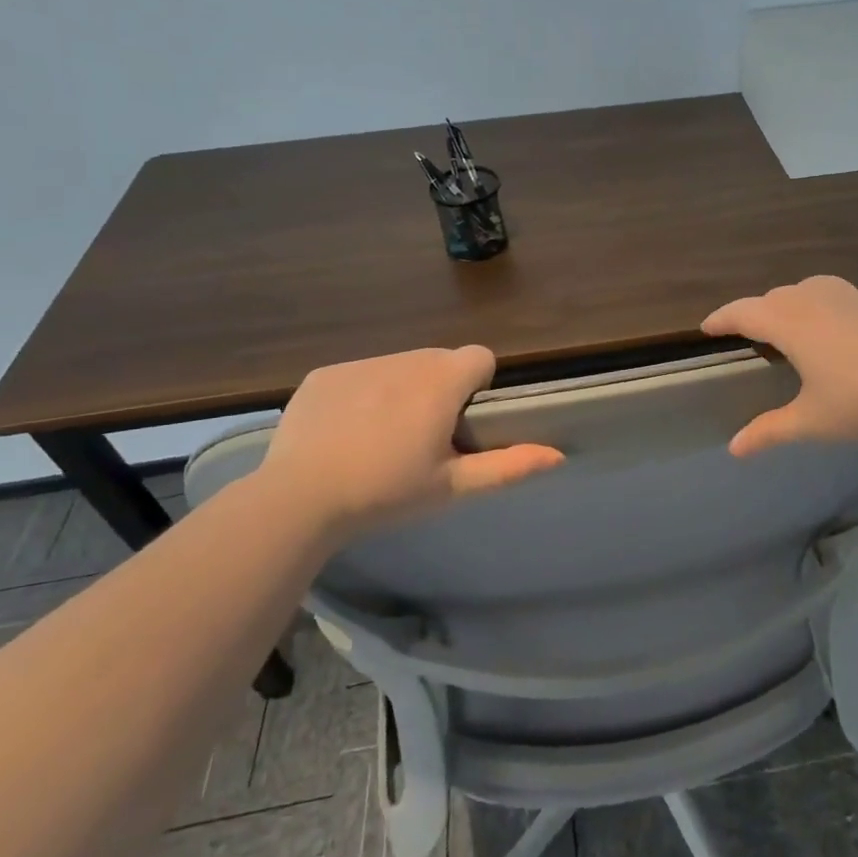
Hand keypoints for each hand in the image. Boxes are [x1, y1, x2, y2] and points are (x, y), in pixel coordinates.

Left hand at [255, 347, 563, 532]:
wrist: (299, 499)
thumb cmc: (387, 492)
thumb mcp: (452, 486)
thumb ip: (509, 466)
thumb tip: (558, 455)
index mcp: (441, 382)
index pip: (480, 357)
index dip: (479, 385)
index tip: (463, 422)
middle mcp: (405, 360)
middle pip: (440, 360)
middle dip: (442, 387)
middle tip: (423, 436)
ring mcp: (360, 364)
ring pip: (400, 365)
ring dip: (404, 388)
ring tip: (383, 435)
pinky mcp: (324, 374)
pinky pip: (360, 373)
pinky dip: (363, 393)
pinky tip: (346, 431)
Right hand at [701, 276, 857, 455]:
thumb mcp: (812, 421)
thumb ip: (770, 431)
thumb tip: (733, 448)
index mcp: (790, 324)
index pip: (744, 313)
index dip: (722, 318)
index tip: (706, 327)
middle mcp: (817, 299)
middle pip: (776, 297)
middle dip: (759, 311)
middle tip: (752, 331)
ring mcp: (855, 296)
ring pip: (814, 287)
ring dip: (798, 300)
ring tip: (798, 319)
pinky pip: (856, 299)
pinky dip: (846, 307)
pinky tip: (857, 320)